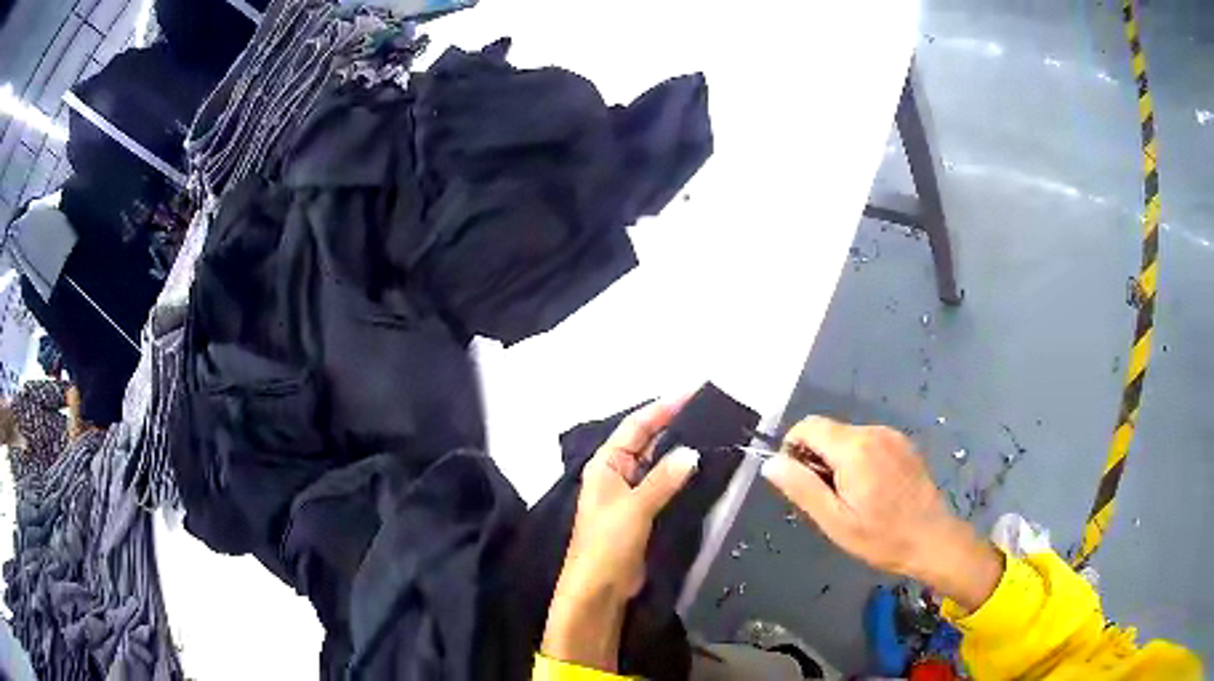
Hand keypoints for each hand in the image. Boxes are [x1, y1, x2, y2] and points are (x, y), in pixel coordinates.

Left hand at [541, 398, 699, 670]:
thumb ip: (663, 479)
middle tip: (712, 412)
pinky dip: (683, 477)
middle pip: (649, 441)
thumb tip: (692, 453)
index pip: (637, 426)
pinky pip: (666, 486)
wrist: (600, 589)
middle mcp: (618, 473)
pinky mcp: (645, 513)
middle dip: (676, 426)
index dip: (664, 407)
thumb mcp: (634, 508)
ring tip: (716, 434)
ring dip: (682, 451)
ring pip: (660, 464)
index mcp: (606, 464)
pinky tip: (706, 468)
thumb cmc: (607, 543)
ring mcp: (632, 494)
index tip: (694, 391)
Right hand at [761, 417, 1002, 611]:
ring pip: (847, 437)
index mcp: (854, 448)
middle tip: (828, 499)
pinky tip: (872, 490)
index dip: (793, 449)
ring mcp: (891, 436)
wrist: (932, 539)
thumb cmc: (881, 537)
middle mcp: (873, 432)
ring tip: (851, 498)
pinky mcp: (903, 444)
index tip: (800, 482)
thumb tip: (771, 463)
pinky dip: (858, 459)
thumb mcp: (834, 521)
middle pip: (827, 431)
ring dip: (837, 460)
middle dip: (816, 459)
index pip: (807, 426)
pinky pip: (868, 442)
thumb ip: (802, 488)